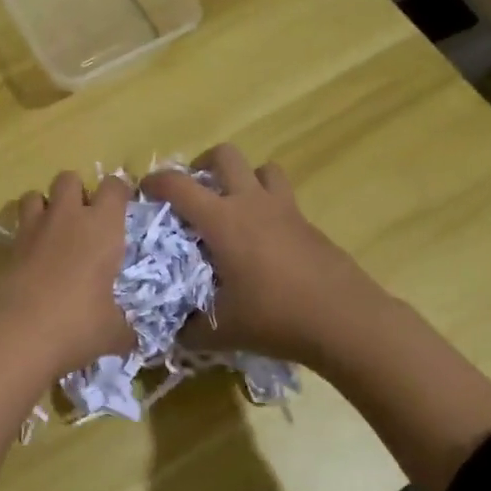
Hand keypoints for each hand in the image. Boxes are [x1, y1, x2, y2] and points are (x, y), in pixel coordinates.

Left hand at [0, 170, 133, 378]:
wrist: (16, 334)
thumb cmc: (77, 324)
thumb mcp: (111, 332)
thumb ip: (122, 328)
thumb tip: (130, 339)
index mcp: (102, 227)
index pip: (114, 187)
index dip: (119, 191)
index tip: (122, 204)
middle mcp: (67, 218)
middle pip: (68, 178)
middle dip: (76, 191)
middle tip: (83, 220)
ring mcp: (32, 229)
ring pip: (34, 194)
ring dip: (44, 207)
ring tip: (52, 233)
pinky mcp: (6, 247)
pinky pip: (17, 228)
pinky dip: (24, 237)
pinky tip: (31, 261)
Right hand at [142, 145, 391, 366]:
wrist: (345, 320)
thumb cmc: (275, 317)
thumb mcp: (222, 331)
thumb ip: (190, 329)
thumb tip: (171, 334)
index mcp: (223, 220)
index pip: (179, 185)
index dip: (156, 181)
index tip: (144, 190)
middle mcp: (251, 203)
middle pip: (225, 155)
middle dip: (203, 164)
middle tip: (195, 191)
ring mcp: (285, 210)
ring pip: (263, 168)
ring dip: (244, 178)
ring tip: (234, 205)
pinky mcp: (308, 224)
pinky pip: (283, 198)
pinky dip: (268, 206)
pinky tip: (265, 241)